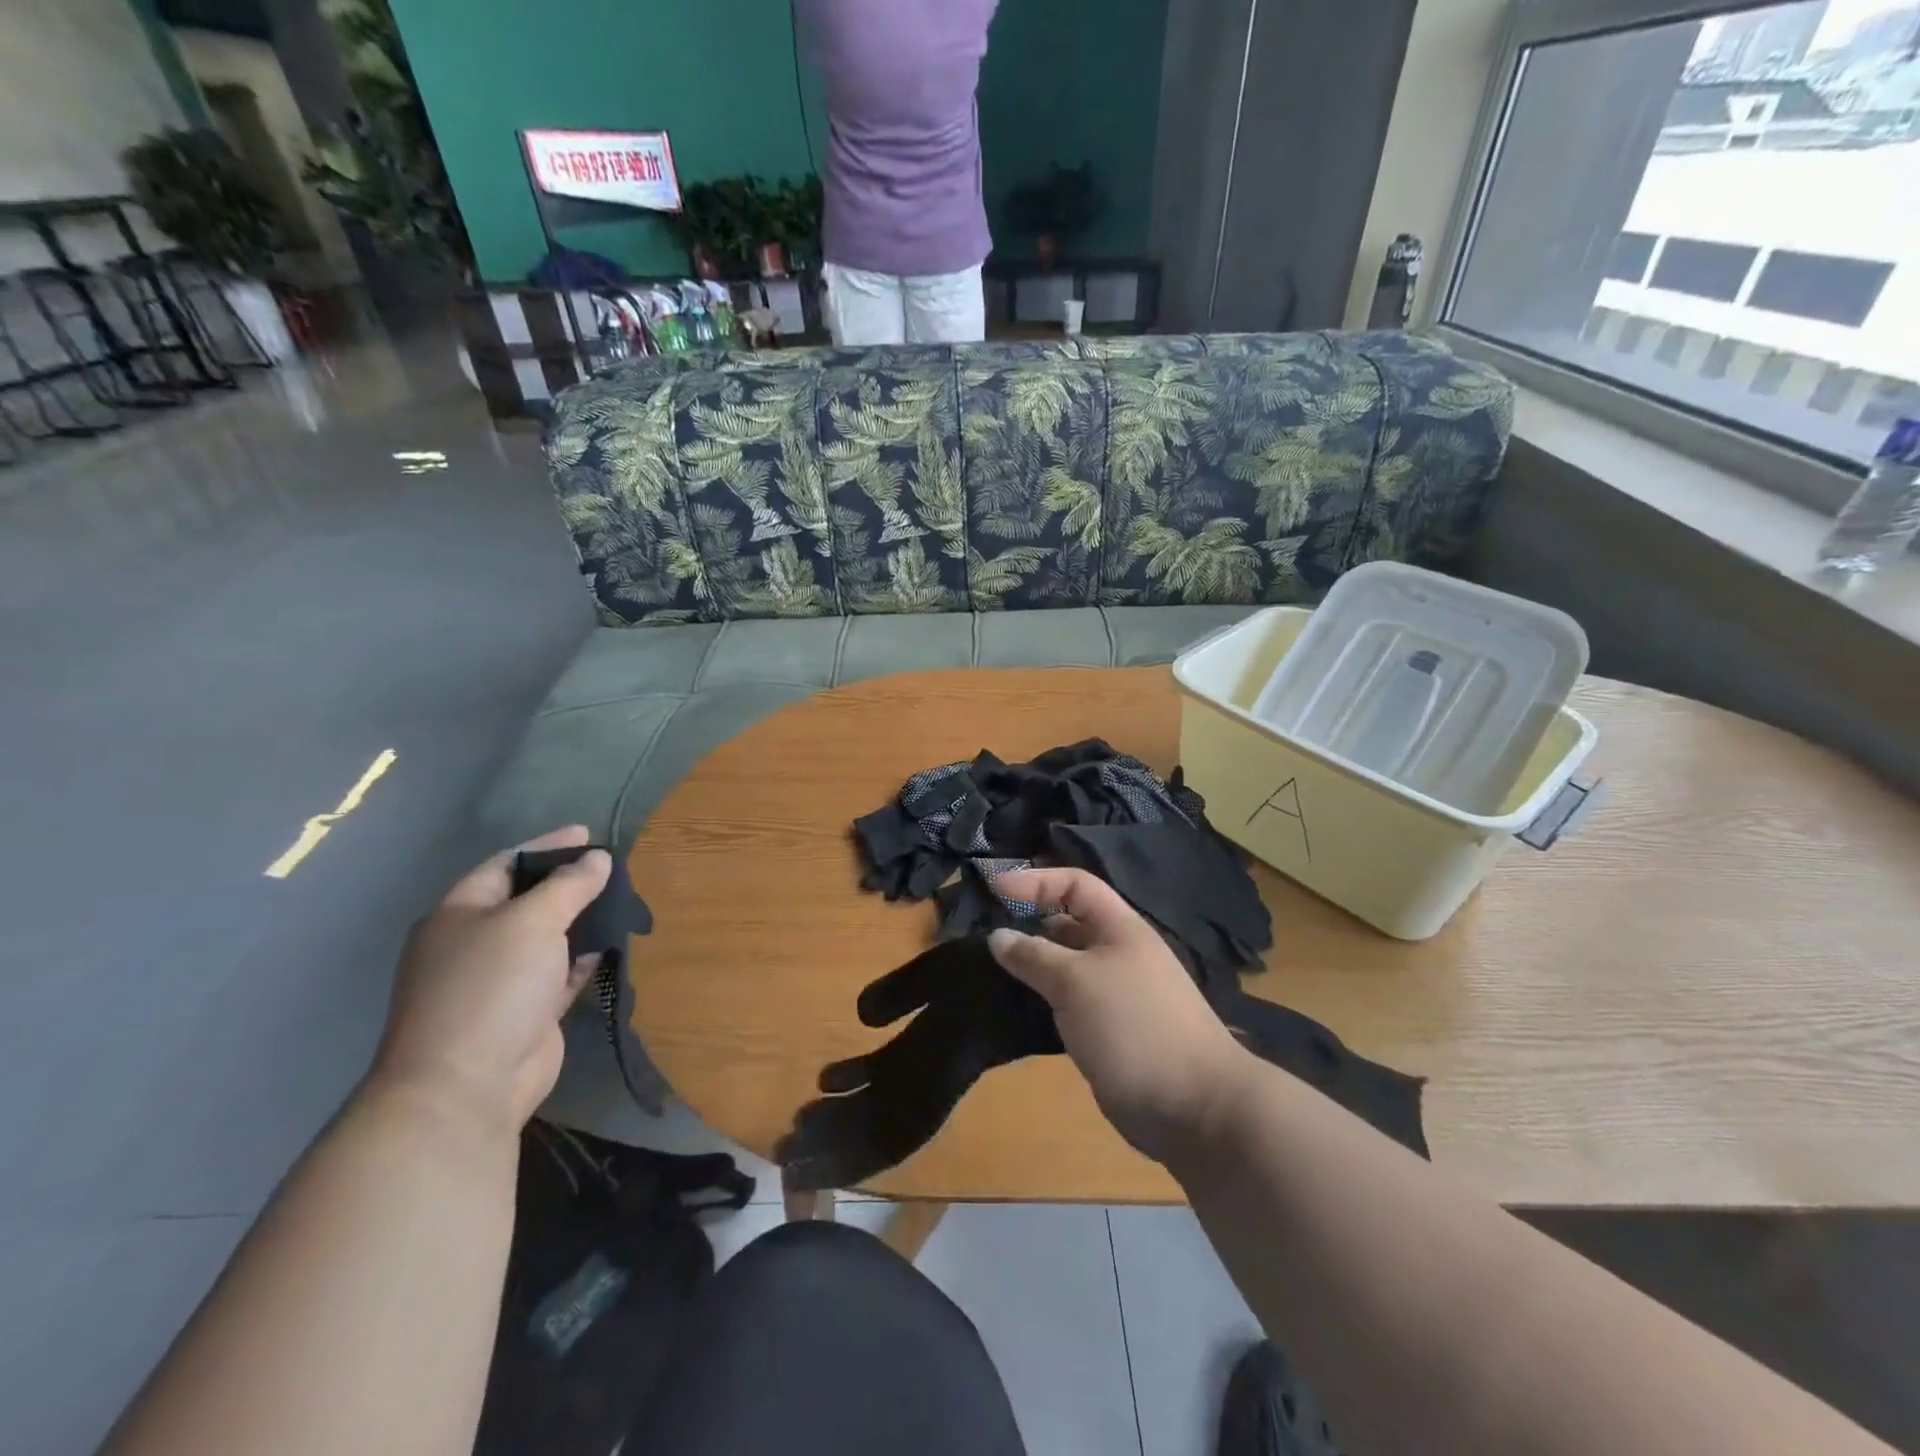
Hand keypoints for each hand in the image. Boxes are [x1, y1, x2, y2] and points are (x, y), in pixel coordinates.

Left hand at [371, 827, 611, 1134]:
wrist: (468, 1086)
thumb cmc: (491, 987)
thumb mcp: (533, 921)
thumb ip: (569, 885)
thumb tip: (598, 858)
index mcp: (459, 915)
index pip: (505, 864)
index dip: (546, 846)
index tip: (588, 834)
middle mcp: (474, 944)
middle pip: (526, 901)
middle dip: (567, 883)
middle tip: (610, 868)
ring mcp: (499, 982)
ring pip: (546, 938)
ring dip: (579, 921)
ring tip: (619, 901)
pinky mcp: (525, 1013)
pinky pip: (558, 974)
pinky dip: (582, 959)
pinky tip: (608, 946)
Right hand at [988, 867, 1253, 1163]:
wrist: (1193, 1106)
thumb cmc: (1134, 1026)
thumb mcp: (1076, 981)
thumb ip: (1034, 955)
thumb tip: (997, 936)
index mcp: (1120, 928)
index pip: (1075, 884)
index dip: (1035, 880)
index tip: (993, 889)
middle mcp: (1117, 953)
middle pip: (1067, 924)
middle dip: (1027, 922)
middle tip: (980, 931)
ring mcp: (1114, 994)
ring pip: (1064, 966)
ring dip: (1030, 965)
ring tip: (986, 969)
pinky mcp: (1107, 1031)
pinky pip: (1066, 1003)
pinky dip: (1039, 1000)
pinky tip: (1011, 1008)